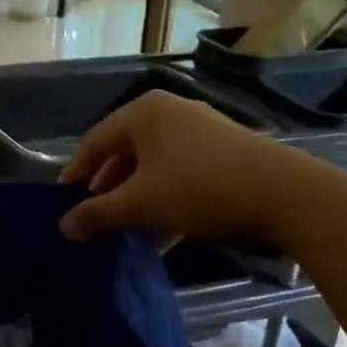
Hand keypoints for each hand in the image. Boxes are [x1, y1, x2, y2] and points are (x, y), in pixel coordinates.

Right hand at [59, 91, 296, 244]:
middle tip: (92, 218)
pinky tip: (159, 233)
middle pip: (125, 153)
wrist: (283, 194)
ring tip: (123, 231)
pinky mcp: (223, 153)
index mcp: (144, 113)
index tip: (63, 203)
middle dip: (108, 189)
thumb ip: (98, 214)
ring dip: (136, 199)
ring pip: (153, 167)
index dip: (76, 174)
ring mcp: (200, 132)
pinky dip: (164, 199)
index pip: (95, 142)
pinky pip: (179, 174)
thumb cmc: (199, 186)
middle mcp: (170, 114)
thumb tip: (63, 228)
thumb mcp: (141, 203)